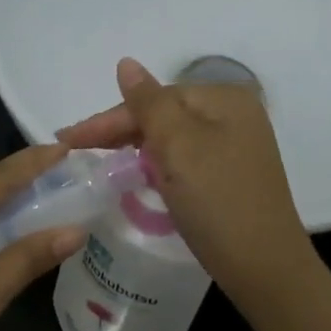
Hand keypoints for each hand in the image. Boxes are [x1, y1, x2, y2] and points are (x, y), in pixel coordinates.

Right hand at [59, 58, 317, 302]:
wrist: (262, 267)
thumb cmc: (217, 200)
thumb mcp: (178, 145)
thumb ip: (148, 103)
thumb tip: (126, 63)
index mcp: (225, 99)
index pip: (154, 98)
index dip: (109, 119)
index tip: (67, 139)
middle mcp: (235, 116)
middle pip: (164, 115)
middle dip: (120, 132)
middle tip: (75, 150)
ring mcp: (236, 148)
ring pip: (172, 139)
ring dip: (136, 148)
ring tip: (98, 161)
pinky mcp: (231, 177)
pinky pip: (184, 160)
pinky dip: (158, 166)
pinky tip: (138, 175)